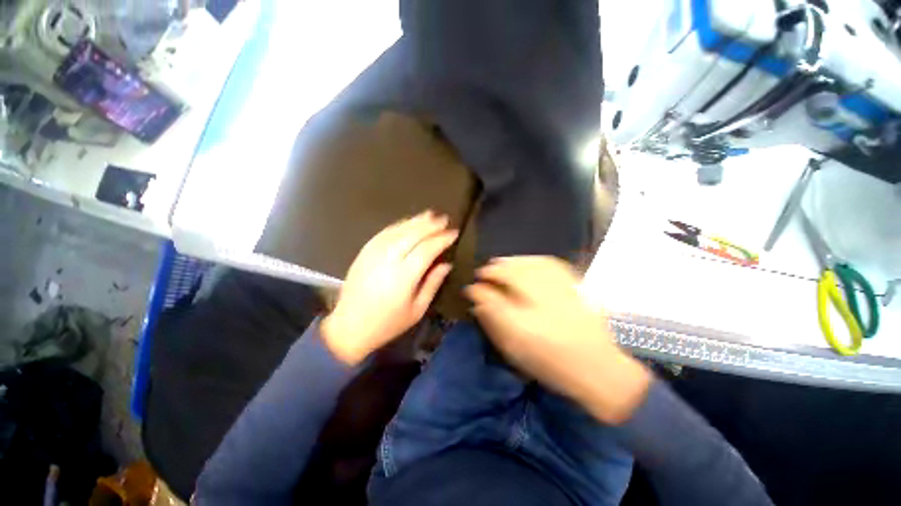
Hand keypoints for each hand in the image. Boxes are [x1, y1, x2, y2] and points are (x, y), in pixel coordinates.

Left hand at [322, 211, 456, 364]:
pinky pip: (383, 234)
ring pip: (397, 231)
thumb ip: (433, 284)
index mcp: (403, 277)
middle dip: (430, 225)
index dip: (441, 239)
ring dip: (415, 221)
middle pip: (412, 235)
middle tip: (444, 219)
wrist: (349, 327)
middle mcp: (388, 261)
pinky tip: (407, 223)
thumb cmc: (388, 323)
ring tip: (429, 215)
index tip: (453, 233)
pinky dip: (398, 226)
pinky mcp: (363, 253)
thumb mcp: (417, 310)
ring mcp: (373, 254)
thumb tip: (446, 264)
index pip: (426, 250)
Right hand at [465, 256, 650, 423]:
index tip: (473, 285)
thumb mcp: (514, 347)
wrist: (598, 367)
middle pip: (512, 274)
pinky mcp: (575, 285)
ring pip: (529, 265)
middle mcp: (542, 301)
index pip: (494, 296)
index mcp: (524, 322)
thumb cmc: (550, 361)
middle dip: (495, 269)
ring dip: (512, 261)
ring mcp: (561, 290)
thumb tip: (477, 299)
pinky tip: (527, 261)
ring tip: (501, 262)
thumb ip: (493, 321)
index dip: (480, 288)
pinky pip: (550, 264)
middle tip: (485, 270)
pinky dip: (533, 259)